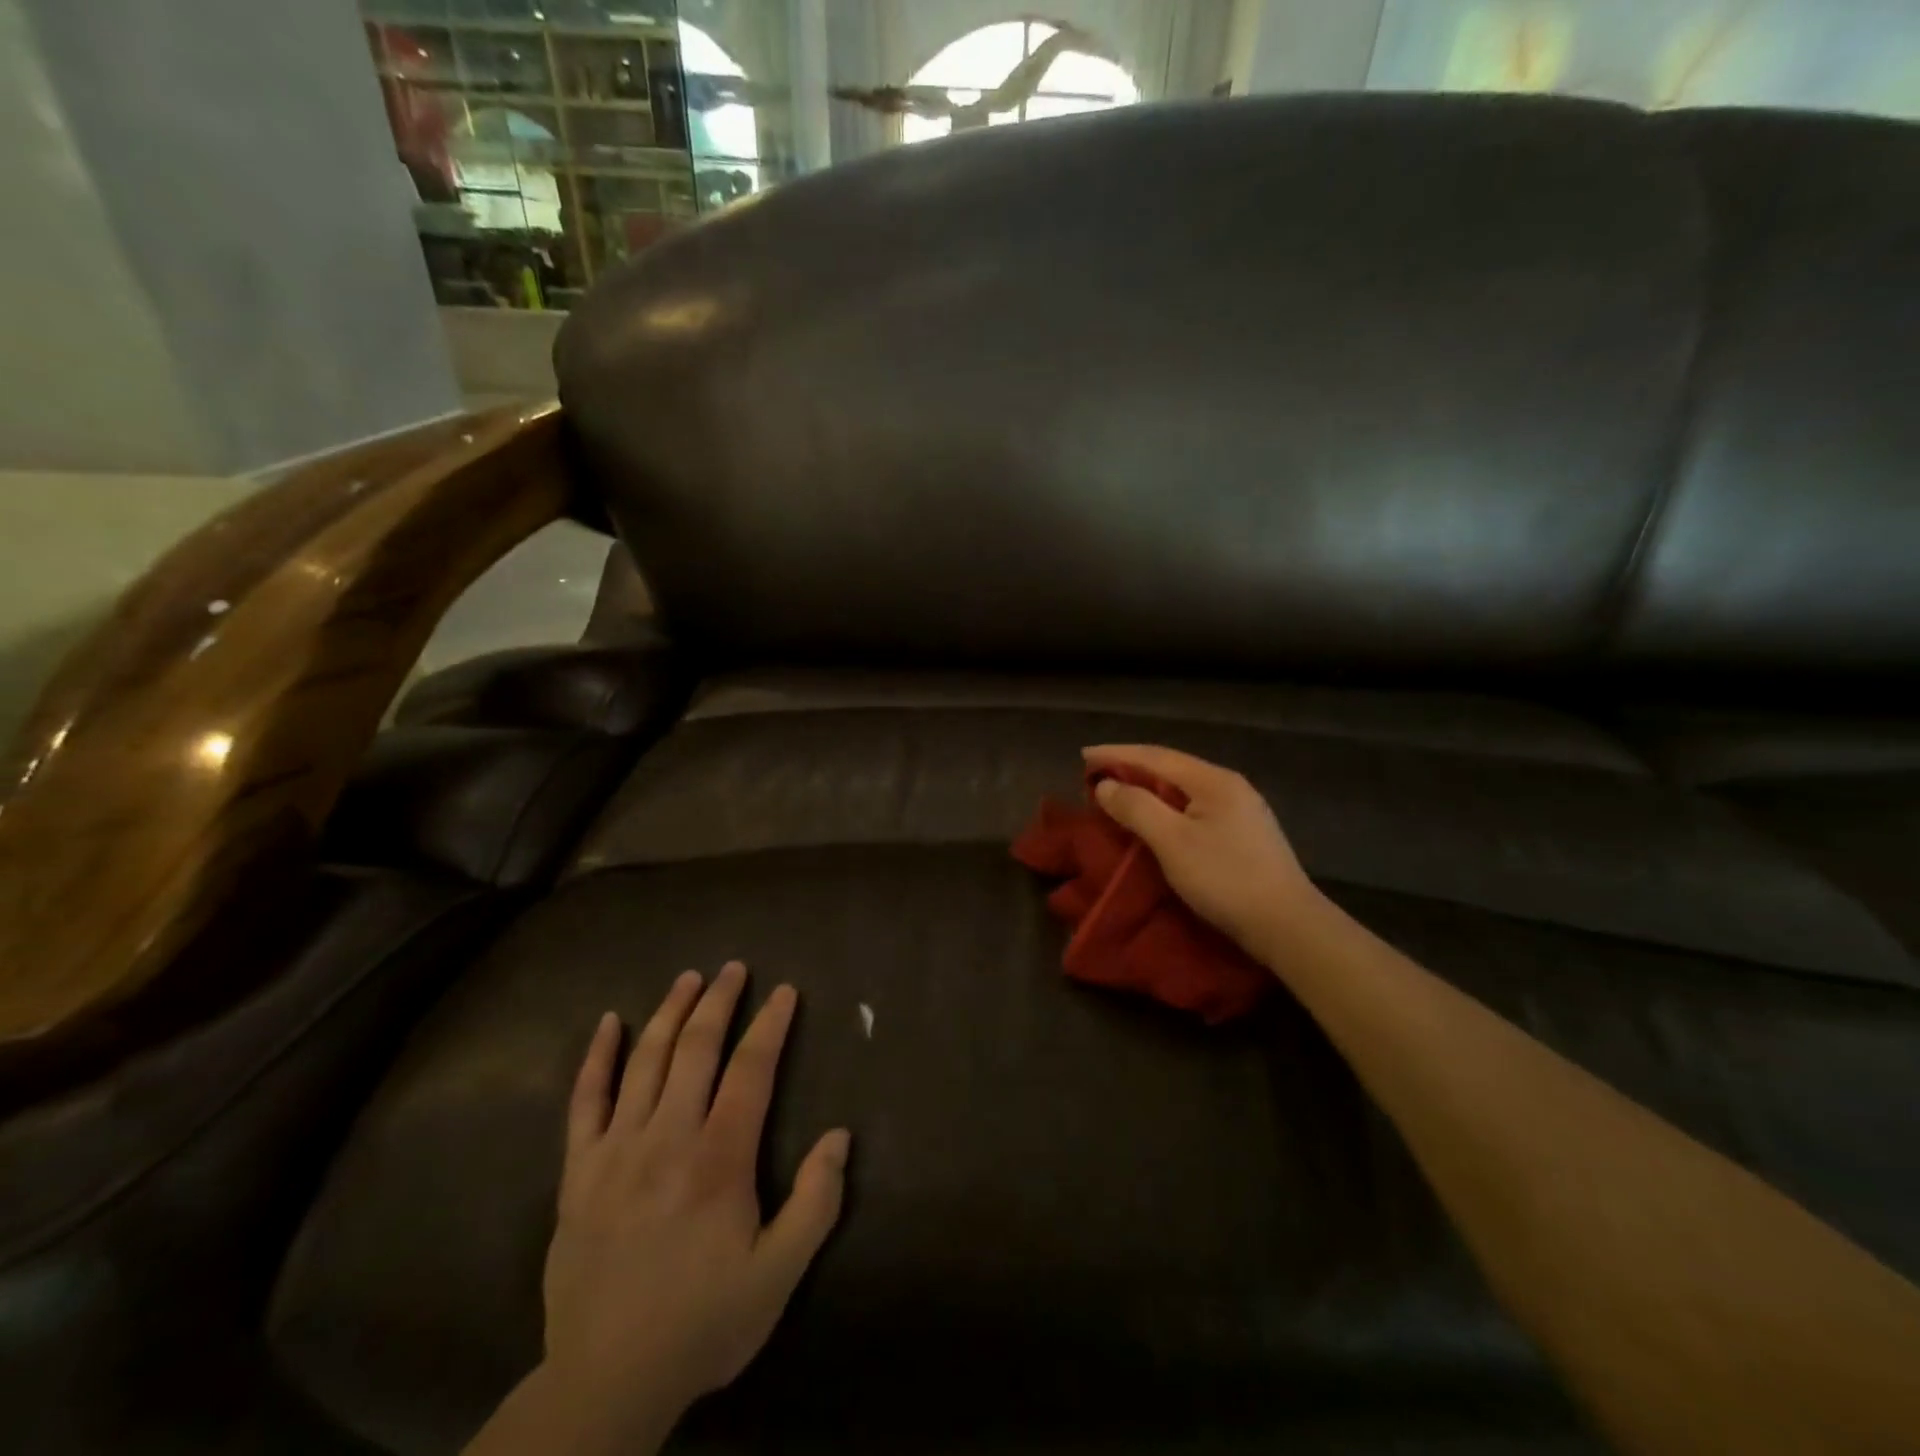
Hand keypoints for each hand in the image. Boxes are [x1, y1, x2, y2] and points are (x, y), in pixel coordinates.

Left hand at [542, 962, 848, 1434]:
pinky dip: (596, 1057)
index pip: (751, 1070)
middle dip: (719, 1001)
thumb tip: (840, 1136)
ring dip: (670, 1012)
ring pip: (646, 1061)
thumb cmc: (703, 1323)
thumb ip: (816, 1203)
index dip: (771, 1025)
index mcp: (718, 1159)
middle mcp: (667, 1138)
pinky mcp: (578, 1171)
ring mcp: (616, 1150)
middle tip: (734, 968)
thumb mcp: (778, 1274)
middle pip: (696, 1049)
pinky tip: (608, 1023)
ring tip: (688, 978)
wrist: (605, 1382)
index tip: (785, 991)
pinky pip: (584, 1101)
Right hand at [1082, 744, 1318, 951]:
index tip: (1083, 756)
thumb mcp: (1172, 841)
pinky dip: (1166, 807)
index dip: (1116, 754)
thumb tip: (1107, 784)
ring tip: (1119, 795)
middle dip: (1131, 768)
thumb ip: (1136, 807)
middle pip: (1171, 768)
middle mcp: (1229, 786)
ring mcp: (1241, 810)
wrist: (1288, 925)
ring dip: (1148, 789)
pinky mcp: (1244, 835)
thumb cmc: (1225, 878)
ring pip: (1183, 789)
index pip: (1155, 756)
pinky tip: (1156, 819)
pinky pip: (1194, 807)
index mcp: (1213, 780)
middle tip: (1096, 776)